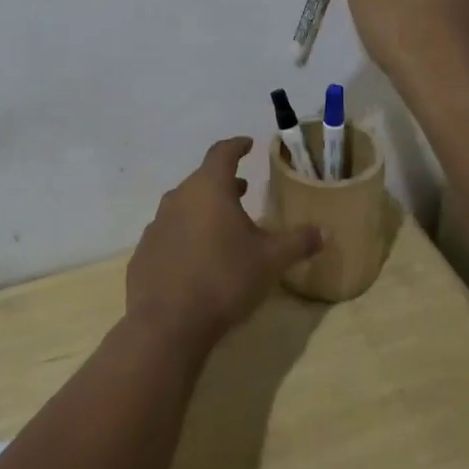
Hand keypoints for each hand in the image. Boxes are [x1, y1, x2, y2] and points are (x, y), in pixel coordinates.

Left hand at [125, 138, 321, 351]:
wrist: (167, 324)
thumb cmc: (224, 280)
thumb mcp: (270, 261)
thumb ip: (298, 242)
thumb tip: (324, 231)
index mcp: (209, 188)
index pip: (222, 153)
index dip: (237, 146)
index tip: (248, 144)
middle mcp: (179, 198)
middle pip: (202, 180)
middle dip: (224, 183)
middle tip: (243, 190)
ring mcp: (156, 225)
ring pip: (184, 206)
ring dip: (204, 209)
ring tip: (223, 225)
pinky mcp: (144, 253)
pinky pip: (169, 234)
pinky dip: (185, 236)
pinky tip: (196, 258)